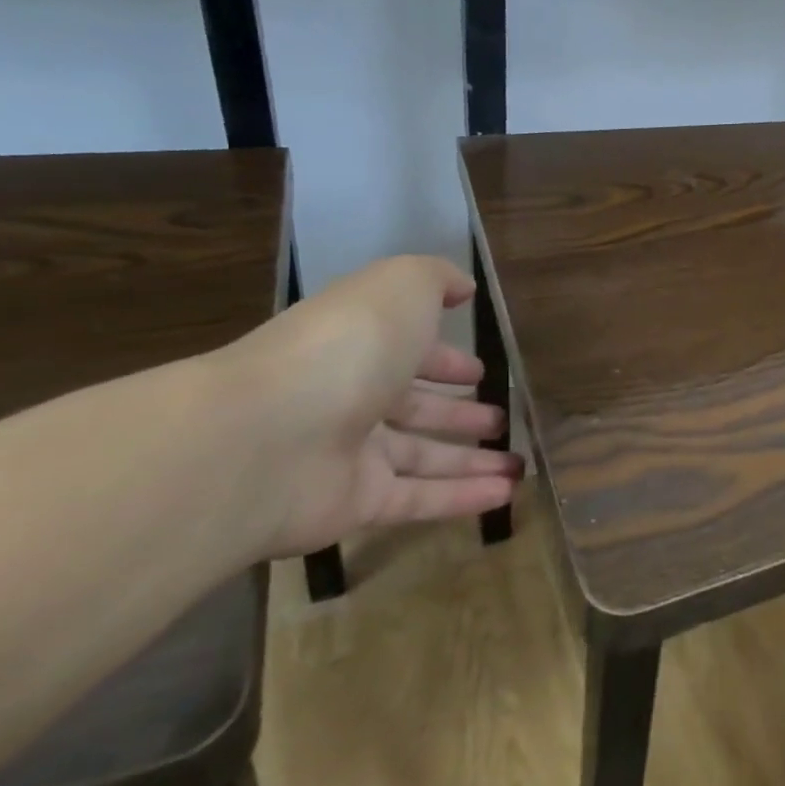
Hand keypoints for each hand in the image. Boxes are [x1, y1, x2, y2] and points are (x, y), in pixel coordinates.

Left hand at [215, 255, 522, 557]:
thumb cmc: (347, 345)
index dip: (445, 360)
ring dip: (472, 460)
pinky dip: (463, 498)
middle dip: (457, 412)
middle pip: (414, 407)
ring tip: (517, 463)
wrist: (267, 435)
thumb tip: (463, 288)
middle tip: (498, 418)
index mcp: (361, 345)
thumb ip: (436, 279)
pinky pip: (420, 500)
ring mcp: (352, 455)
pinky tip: (505, 495)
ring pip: (423, 457)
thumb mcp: (401, 286)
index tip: (480, 370)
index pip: (409, 353)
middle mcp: (353, 398)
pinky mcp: (356, 505)